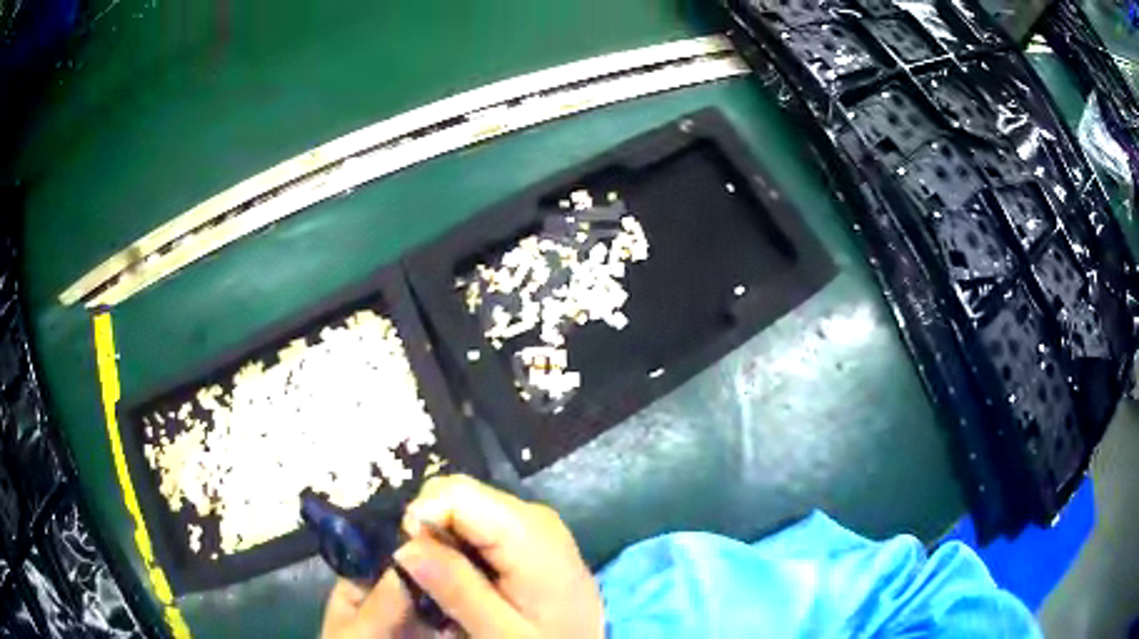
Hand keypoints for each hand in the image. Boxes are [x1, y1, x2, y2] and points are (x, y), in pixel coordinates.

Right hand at [320, 475, 603, 637]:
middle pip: (456, 496)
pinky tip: (471, 582)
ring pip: (463, 510)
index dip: (422, 521)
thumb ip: (455, 587)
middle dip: (431, 533)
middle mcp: (532, 513)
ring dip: (444, 544)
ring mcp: (533, 522)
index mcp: (528, 531)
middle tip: (432, 582)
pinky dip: (461, 548)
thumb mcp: (499, 631)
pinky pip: (478, 525)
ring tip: (452, 588)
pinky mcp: (529, 534)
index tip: (414, 564)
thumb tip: (405, 545)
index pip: (453, 492)